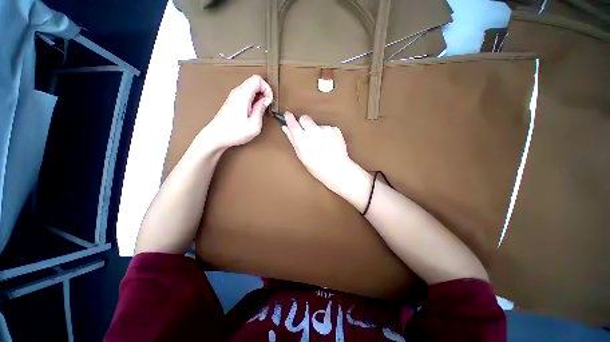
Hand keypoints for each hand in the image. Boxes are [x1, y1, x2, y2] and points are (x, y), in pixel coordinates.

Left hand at [203, 75, 272, 148]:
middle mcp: (237, 92)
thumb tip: (266, 100)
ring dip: (259, 97)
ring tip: (260, 110)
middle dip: (264, 92)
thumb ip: (261, 109)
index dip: (267, 88)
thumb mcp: (254, 125)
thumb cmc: (234, 132)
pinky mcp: (233, 101)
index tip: (269, 101)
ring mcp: (234, 96)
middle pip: (254, 82)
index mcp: (243, 95)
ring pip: (250, 88)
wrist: (216, 137)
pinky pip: (246, 94)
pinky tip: (254, 112)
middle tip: (266, 106)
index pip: (257, 79)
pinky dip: (253, 100)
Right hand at [282, 113, 370, 208]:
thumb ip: (293, 140)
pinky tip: (329, 144)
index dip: (289, 118)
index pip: (292, 121)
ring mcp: (325, 128)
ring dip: (317, 131)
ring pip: (317, 125)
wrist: (337, 169)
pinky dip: (327, 134)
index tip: (288, 116)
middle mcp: (312, 130)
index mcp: (301, 137)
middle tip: (306, 132)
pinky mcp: (335, 129)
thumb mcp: (301, 156)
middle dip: (303, 122)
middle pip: (304, 118)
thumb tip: (286, 128)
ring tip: (321, 144)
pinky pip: (327, 128)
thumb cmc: (317, 167)